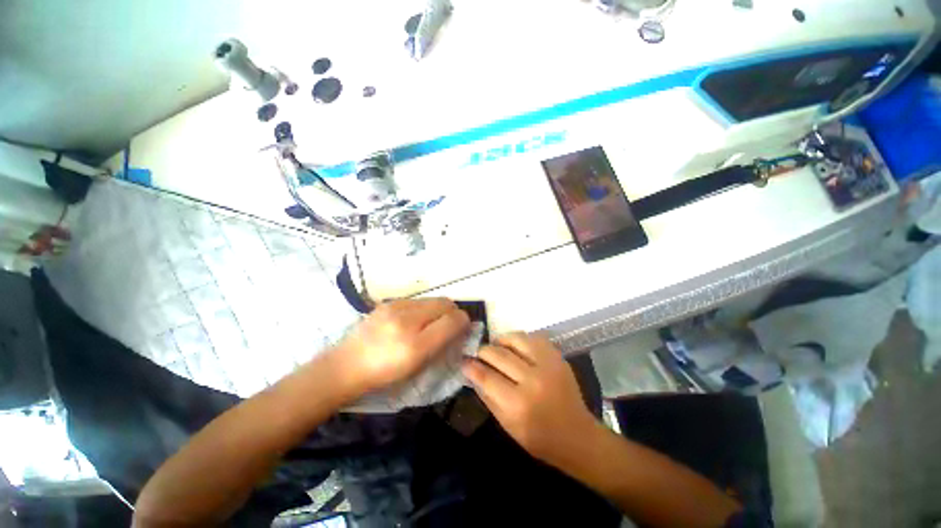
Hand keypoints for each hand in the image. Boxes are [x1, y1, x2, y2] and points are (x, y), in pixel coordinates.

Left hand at [332, 298, 469, 395]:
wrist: (346, 366)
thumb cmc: (384, 375)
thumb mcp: (417, 368)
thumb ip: (441, 345)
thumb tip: (459, 327)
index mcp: (415, 345)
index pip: (452, 320)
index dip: (464, 321)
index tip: (464, 327)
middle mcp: (407, 321)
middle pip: (445, 303)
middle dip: (454, 312)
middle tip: (451, 324)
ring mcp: (396, 307)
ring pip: (433, 299)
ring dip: (440, 308)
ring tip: (432, 321)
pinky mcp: (388, 302)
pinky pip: (418, 300)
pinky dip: (425, 307)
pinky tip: (415, 319)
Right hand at [462, 332, 597, 464]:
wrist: (577, 435)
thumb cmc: (539, 438)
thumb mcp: (507, 425)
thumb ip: (488, 397)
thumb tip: (472, 374)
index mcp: (518, 404)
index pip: (486, 376)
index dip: (471, 366)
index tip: (464, 361)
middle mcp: (532, 380)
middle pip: (499, 355)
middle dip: (483, 351)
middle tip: (477, 353)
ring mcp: (547, 365)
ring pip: (515, 340)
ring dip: (500, 340)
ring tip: (495, 346)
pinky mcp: (557, 357)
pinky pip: (533, 338)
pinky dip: (520, 339)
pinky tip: (515, 346)